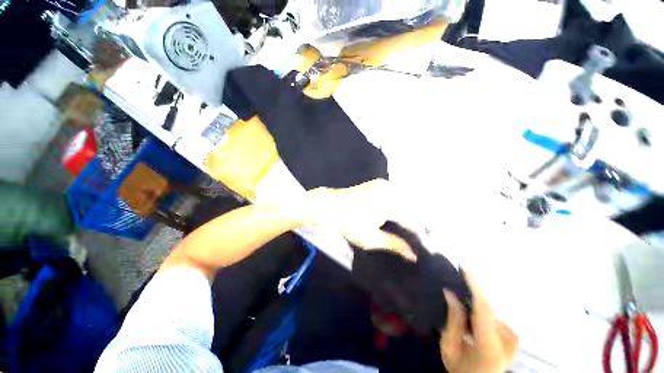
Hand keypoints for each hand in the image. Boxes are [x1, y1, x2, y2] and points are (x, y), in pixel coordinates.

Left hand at [296, 179, 414, 259]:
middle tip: (411, 236)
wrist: (330, 206)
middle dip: (412, 221)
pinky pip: (394, 193)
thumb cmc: (349, 223)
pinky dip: (397, 203)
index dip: (417, 233)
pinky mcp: (377, 183)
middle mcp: (390, 191)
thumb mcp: (371, 238)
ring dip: (406, 212)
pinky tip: (394, 212)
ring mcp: (383, 184)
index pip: (412, 220)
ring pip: (403, 199)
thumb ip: (394, 245)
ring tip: (404, 226)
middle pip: (410, 208)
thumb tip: (412, 255)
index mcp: (391, 204)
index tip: (419, 243)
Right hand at [440, 273, 517, 372]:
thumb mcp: (449, 347)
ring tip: (460, 297)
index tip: (464, 266)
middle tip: (456, 280)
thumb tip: (450, 292)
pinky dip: (480, 308)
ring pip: (489, 309)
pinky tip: (470, 311)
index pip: (483, 309)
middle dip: (470, 291)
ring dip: (474, 301)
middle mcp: (508, 341)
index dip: (474, 285)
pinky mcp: (514, 336)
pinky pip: (493, 314)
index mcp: (490, 347)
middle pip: (486, 307)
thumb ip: (453, 321)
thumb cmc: (461, 370)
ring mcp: (514, 339)